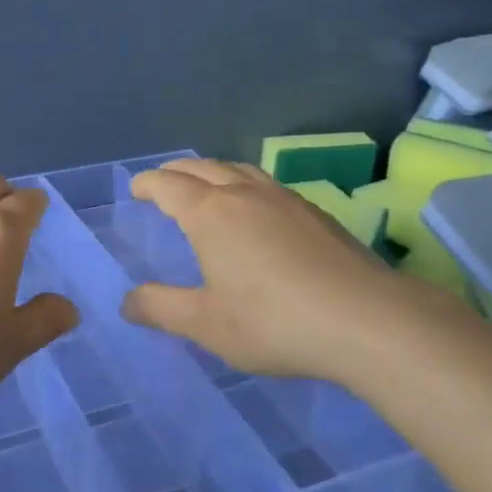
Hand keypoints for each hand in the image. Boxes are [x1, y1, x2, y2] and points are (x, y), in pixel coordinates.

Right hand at [120, 159, 472, 384]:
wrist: (365, 319)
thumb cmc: (273, 321)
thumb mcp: (206, 323)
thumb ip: (162, 308)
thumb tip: (127, 302)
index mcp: (210, 213)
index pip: (168, 185)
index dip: (148, 184)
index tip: (136, 189)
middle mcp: (244, 194)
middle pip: (202, 168)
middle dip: (176, 172)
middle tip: (163, 183)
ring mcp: (284, 198)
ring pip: (238, 169)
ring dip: (213, 172)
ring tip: (207, 187)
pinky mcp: (315, 212)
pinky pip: (266, 184)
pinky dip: (245, 185)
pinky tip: (257, 210)